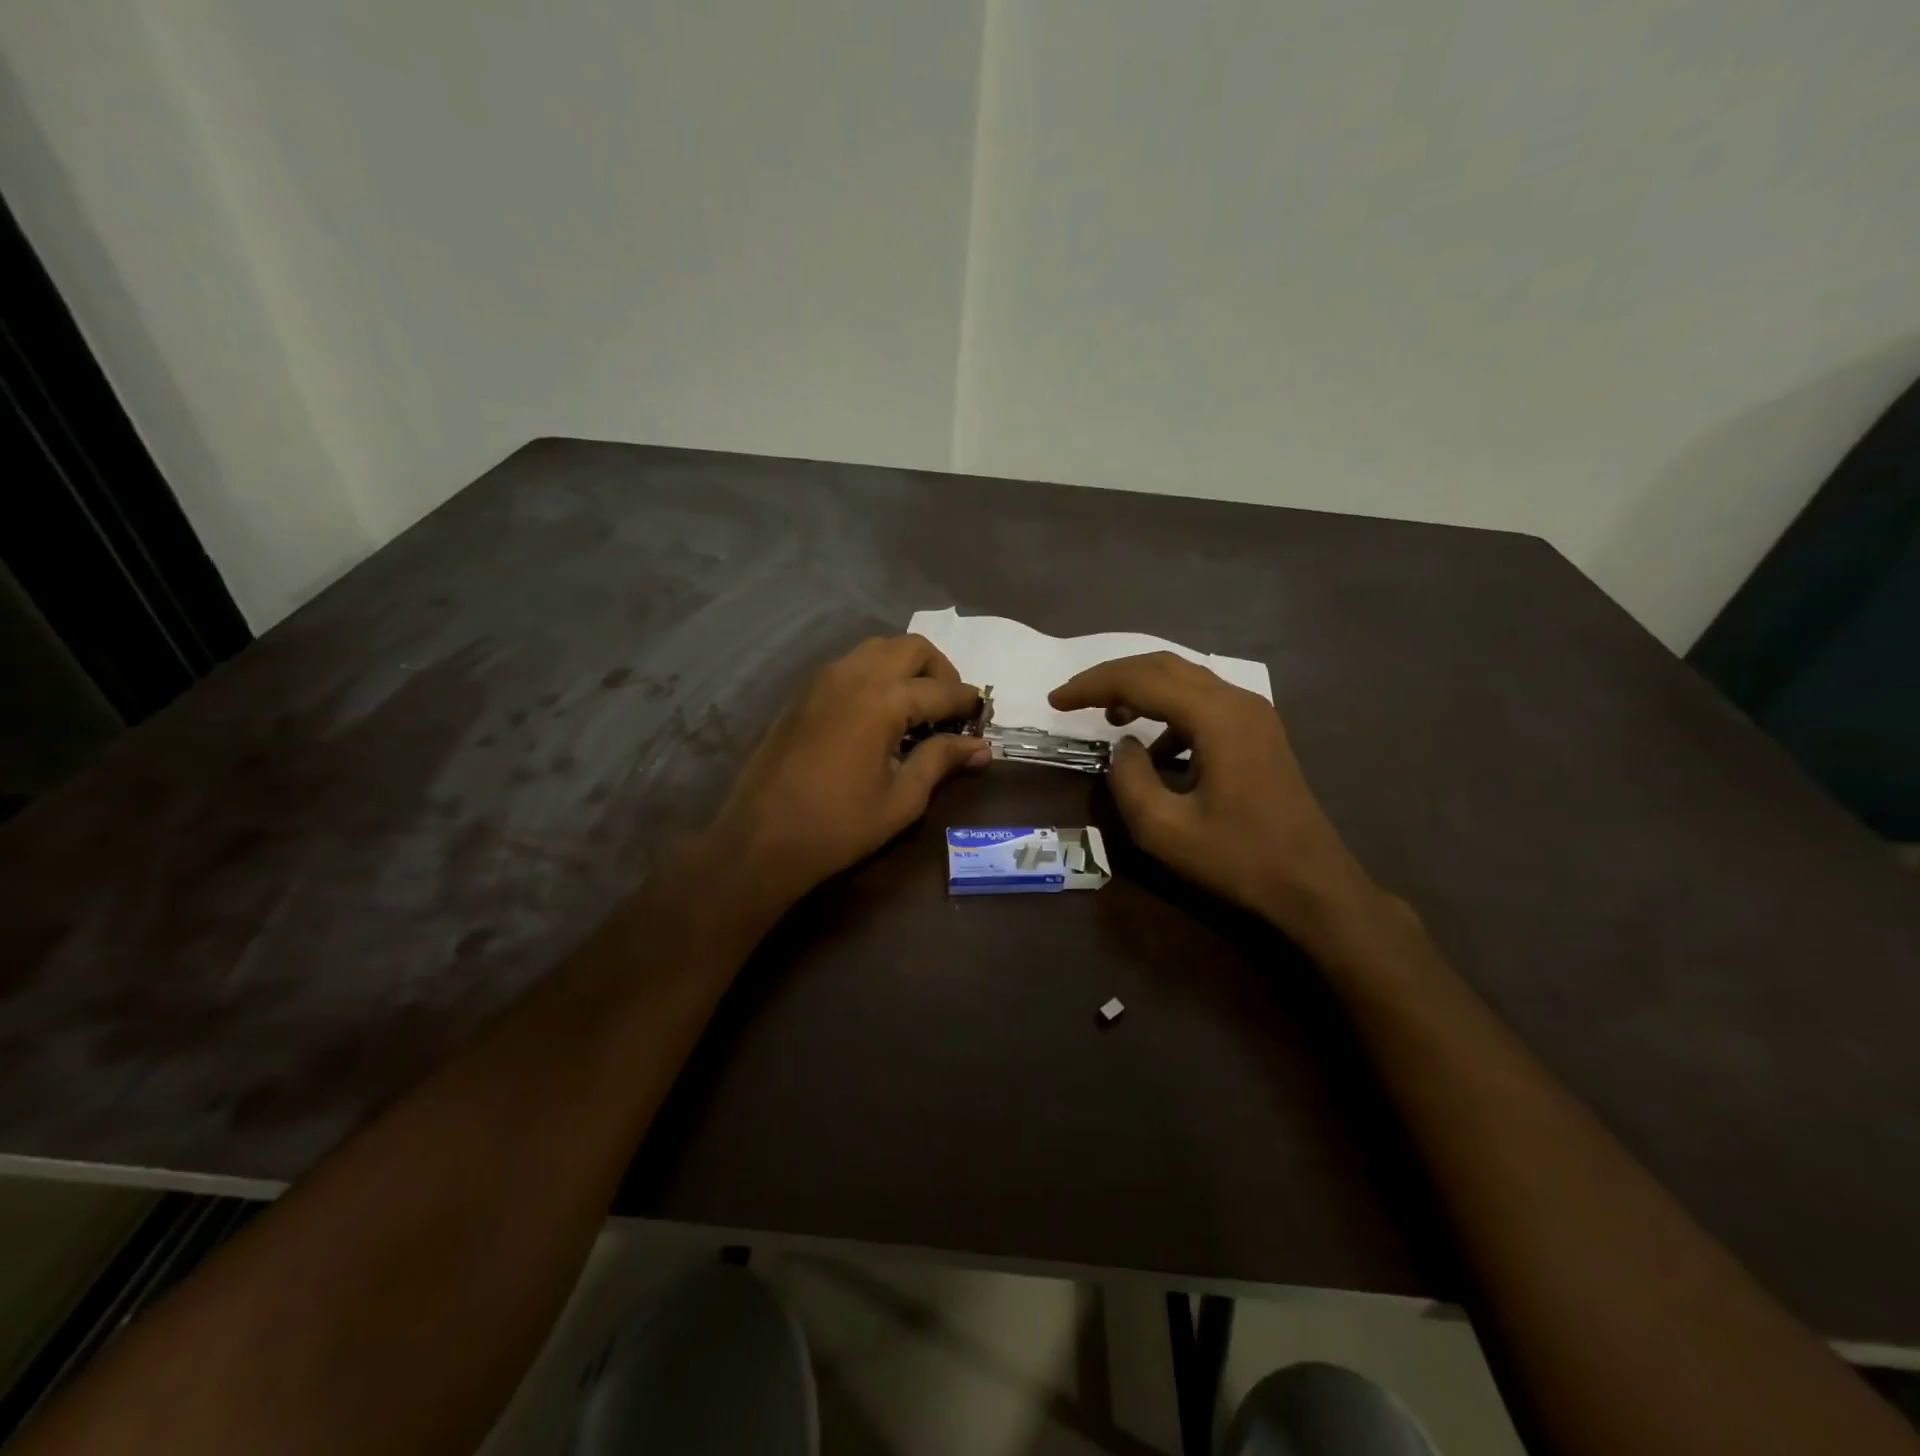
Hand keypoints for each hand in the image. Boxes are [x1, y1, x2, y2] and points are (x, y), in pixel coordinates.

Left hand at [709, 634, 990, 907]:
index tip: (983, 718)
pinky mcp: (805, 692)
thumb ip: (941, 760)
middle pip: (912, 648)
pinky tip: (881, 713)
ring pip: (879, 649)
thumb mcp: (902, 798)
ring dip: (907, 667)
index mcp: (883, 700)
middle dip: (941, 671)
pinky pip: (851, 664)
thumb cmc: (839, 825)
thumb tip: (981, 747)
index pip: (942, 689)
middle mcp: (854, 675)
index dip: (968, 703)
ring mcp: (824, 679)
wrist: (761, 838)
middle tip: (950, 709)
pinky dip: (877, 674)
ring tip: (918, 708)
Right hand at [1050, 653, 1382, 938]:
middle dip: (1112, 677)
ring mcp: (1253, 713)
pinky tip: (1155, 748)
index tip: (1054, 701)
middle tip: (1073, 698)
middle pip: (1162, 666)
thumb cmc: (1238, 858)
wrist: (1312, 884)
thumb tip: (1122, 747)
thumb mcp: (1164, 829)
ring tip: (1108, 716)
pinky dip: (1167, 712)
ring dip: (1140, 690)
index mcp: (1216, 716)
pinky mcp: (1258, 731)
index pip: (1139, 680)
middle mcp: (1237, 700)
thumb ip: (1128, 779)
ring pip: (1184, 679)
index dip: (1091, 686)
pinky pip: (1203, 702)